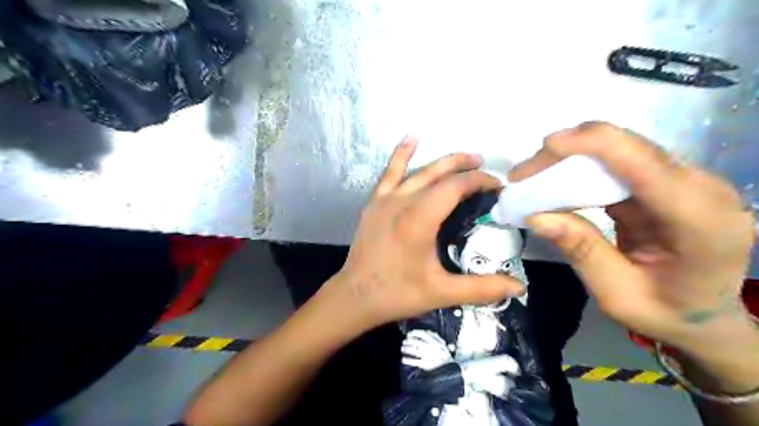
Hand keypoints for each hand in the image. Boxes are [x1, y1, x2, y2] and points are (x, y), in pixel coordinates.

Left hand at [327, 139, 528, 330]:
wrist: (355, 296)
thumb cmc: (398, 293)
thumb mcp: (442, 293)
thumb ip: (482, 288)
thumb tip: (519, 288)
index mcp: (420, 218)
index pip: (456, 187)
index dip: (479, 181)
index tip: (497, 187)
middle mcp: (403, 201)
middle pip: (439, 173)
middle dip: (465, 166)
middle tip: (485, 166)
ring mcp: (385, 199)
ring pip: (418, 170)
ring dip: (443, 161)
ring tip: (465, 157)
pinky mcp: (374, 203)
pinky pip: (389, 172)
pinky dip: (401, 154)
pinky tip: (411, 138)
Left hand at [399, 329, 452, 368]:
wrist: (451, 369)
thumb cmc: (446, 356)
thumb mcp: (443, 345)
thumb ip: (436, 337)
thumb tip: (428, 331)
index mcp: (435, 342)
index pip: (423, 334)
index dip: (415, 333)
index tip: (409, 334)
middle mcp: (431, 348)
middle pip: (417, 342)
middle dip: (409, 341)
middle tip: (404, 341)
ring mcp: (428, 356)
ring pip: (414, 351)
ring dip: (407, 349)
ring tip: (402, 348)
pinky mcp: (426, 365)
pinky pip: (415, 362)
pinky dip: (408, 360)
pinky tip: (403, 359)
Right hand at [510, 124, 752, 351]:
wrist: (704, 317)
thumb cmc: (666, 314)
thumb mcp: (616, 294)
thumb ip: (582, 251)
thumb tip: (536, 216)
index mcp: (699, 221)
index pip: (644, 162)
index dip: (592, 144)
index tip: (543, 148)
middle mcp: (700, 189)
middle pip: (627, 148)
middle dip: (568, 153)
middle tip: (523, 176)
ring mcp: (686, 182)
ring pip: (620, 151)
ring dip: (571, 160)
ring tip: (533, 179)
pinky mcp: (666, 183)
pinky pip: (618, 165)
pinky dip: (582, 171)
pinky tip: (558, 184)